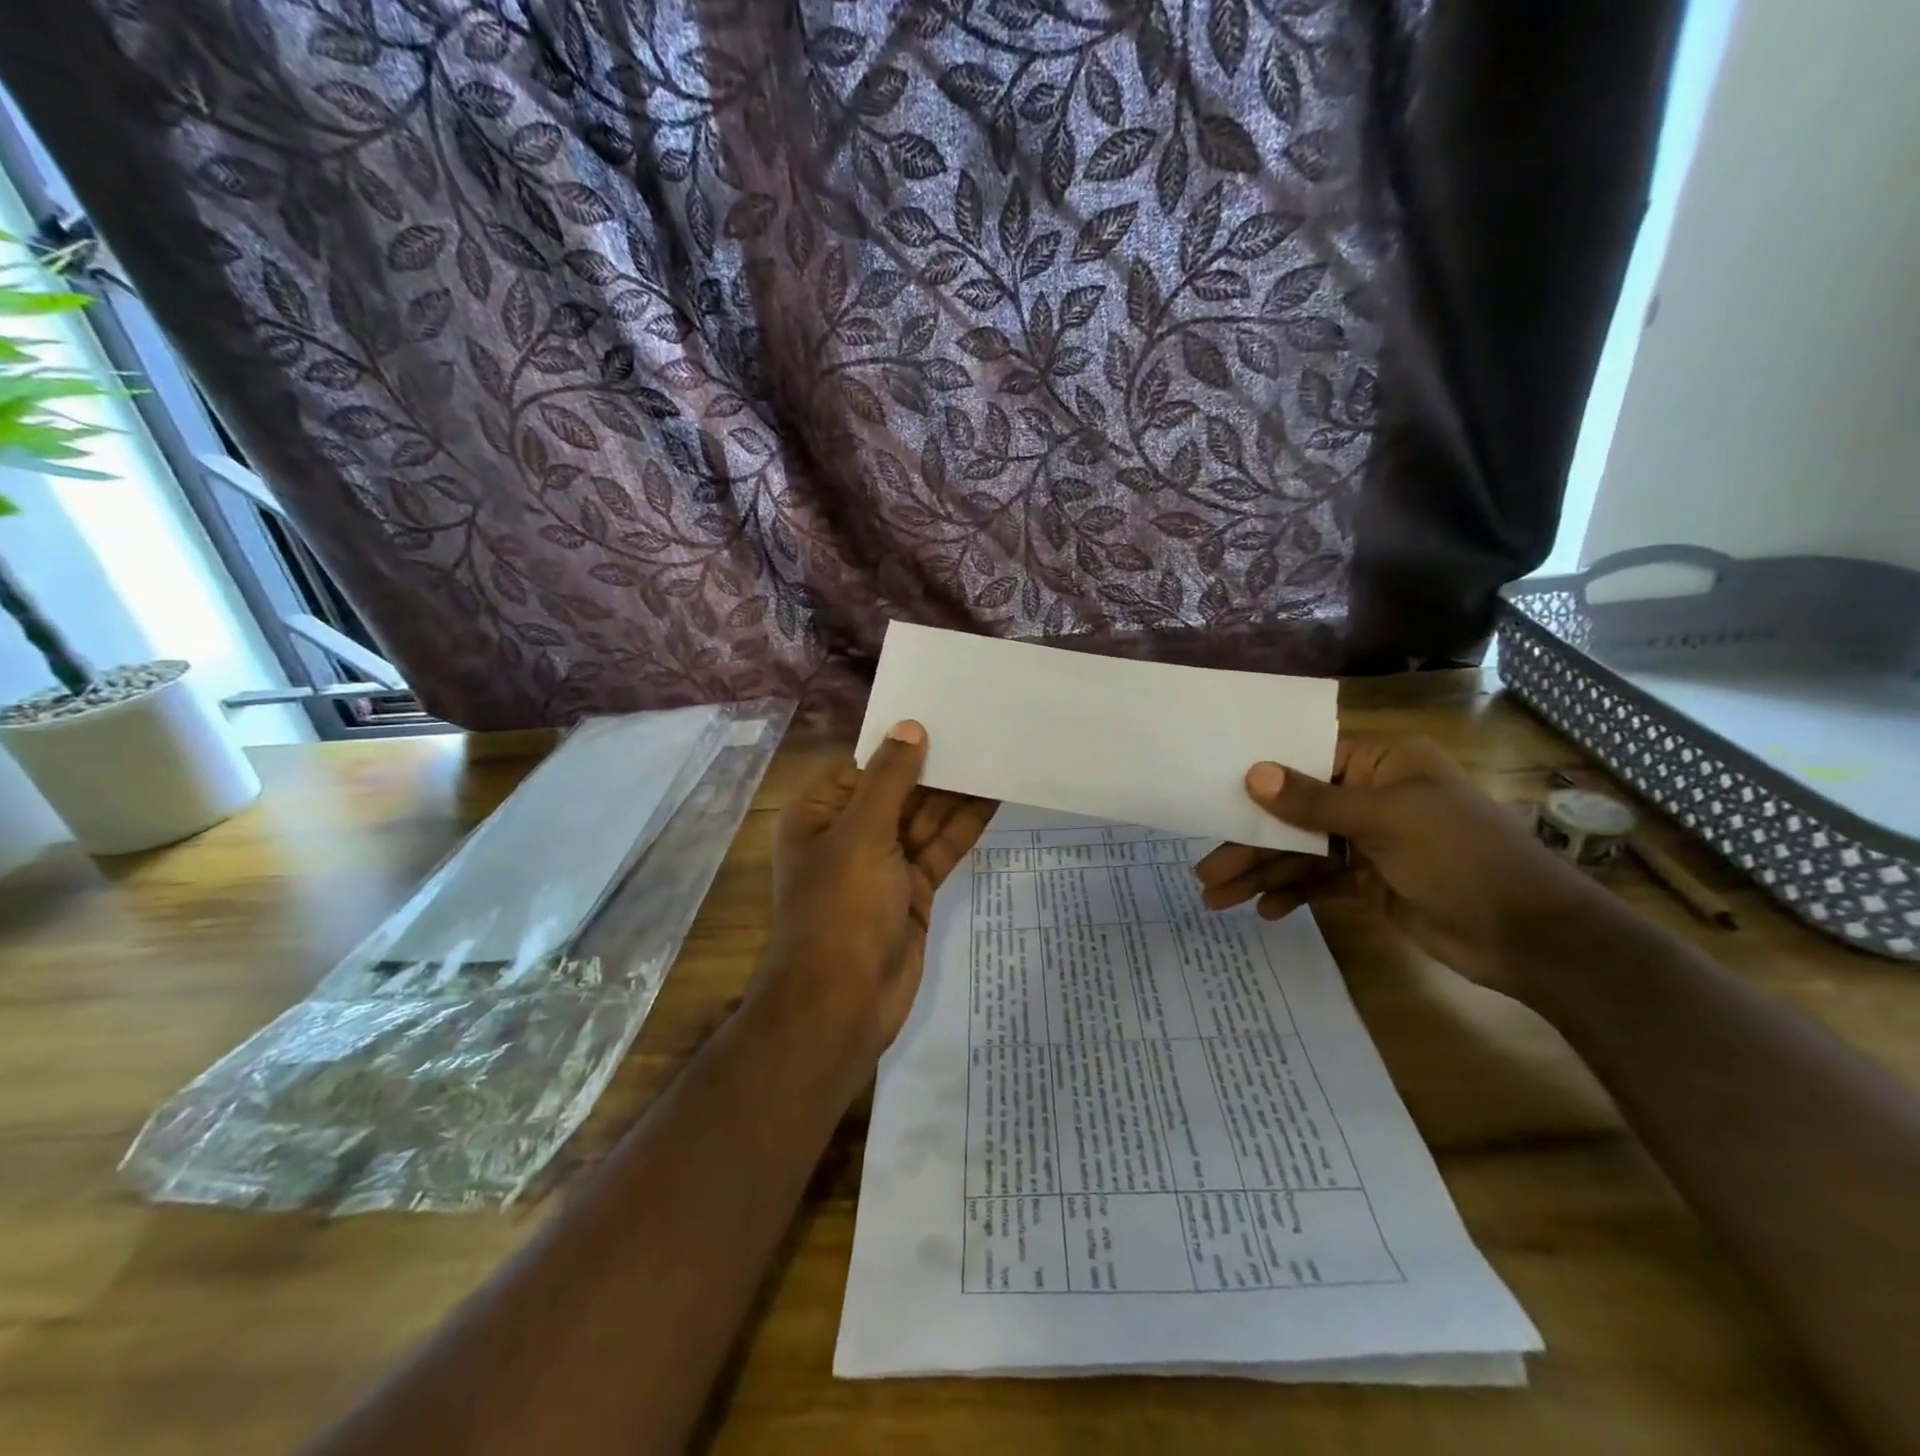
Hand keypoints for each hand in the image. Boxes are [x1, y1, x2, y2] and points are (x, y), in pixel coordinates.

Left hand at [754, 721, 996, 1072]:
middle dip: (935, 766)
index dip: (901, 742)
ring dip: (956, 793)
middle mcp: (849, 834)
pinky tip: (995, 797)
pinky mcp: (913, 890)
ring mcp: (884, 864)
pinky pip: (940, 849)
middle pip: (897, 790)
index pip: (864, 766)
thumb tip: (910, 727)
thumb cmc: (840, 909)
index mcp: (820, 815)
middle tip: (980, 729)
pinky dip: (964, 826)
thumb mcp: (861, 835)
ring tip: (995, 754)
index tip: (941, 713)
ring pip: (923, 819)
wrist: (843, 1004)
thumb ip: (890, 780)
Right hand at [1194, 735, 1613, 994]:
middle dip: (1250, 843)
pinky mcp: (1370, 881)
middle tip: (1205, 872)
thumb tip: (1253, 774)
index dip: (1259, 778)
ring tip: (1217, 899)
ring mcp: (1369, 840)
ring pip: (1300, 851)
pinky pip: (1319, 881)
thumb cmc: (1462, 857)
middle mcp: (1372, 795)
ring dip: (1262, 874)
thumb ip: (1314, 801)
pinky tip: (1265, 911)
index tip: (1213, 793)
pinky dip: (1292, 894)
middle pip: (1295, 813)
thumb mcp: (1385, 821)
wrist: (1531, 938)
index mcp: (1383, 763)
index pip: (1307, 759)